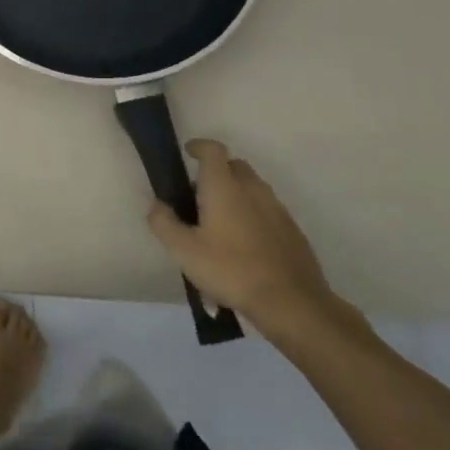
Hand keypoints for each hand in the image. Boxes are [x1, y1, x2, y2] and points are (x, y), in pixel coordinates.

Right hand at [146, 139, 335, 336]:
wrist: (292, 303)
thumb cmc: (231, 270)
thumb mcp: (183, 250)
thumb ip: (163, 222)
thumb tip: (156, 204)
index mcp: (224, 187)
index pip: (213, 150)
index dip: (198, 146)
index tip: (187, 153)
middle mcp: (253, 190)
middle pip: (234, 166)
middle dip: (216, 172)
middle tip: (198, 195)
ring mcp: (277, 209)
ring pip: (253, 188)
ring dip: (235, 194)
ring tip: (219, 224)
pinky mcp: (292, 231)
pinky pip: (267, 211)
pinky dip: (252, 215)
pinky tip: (243, 246)